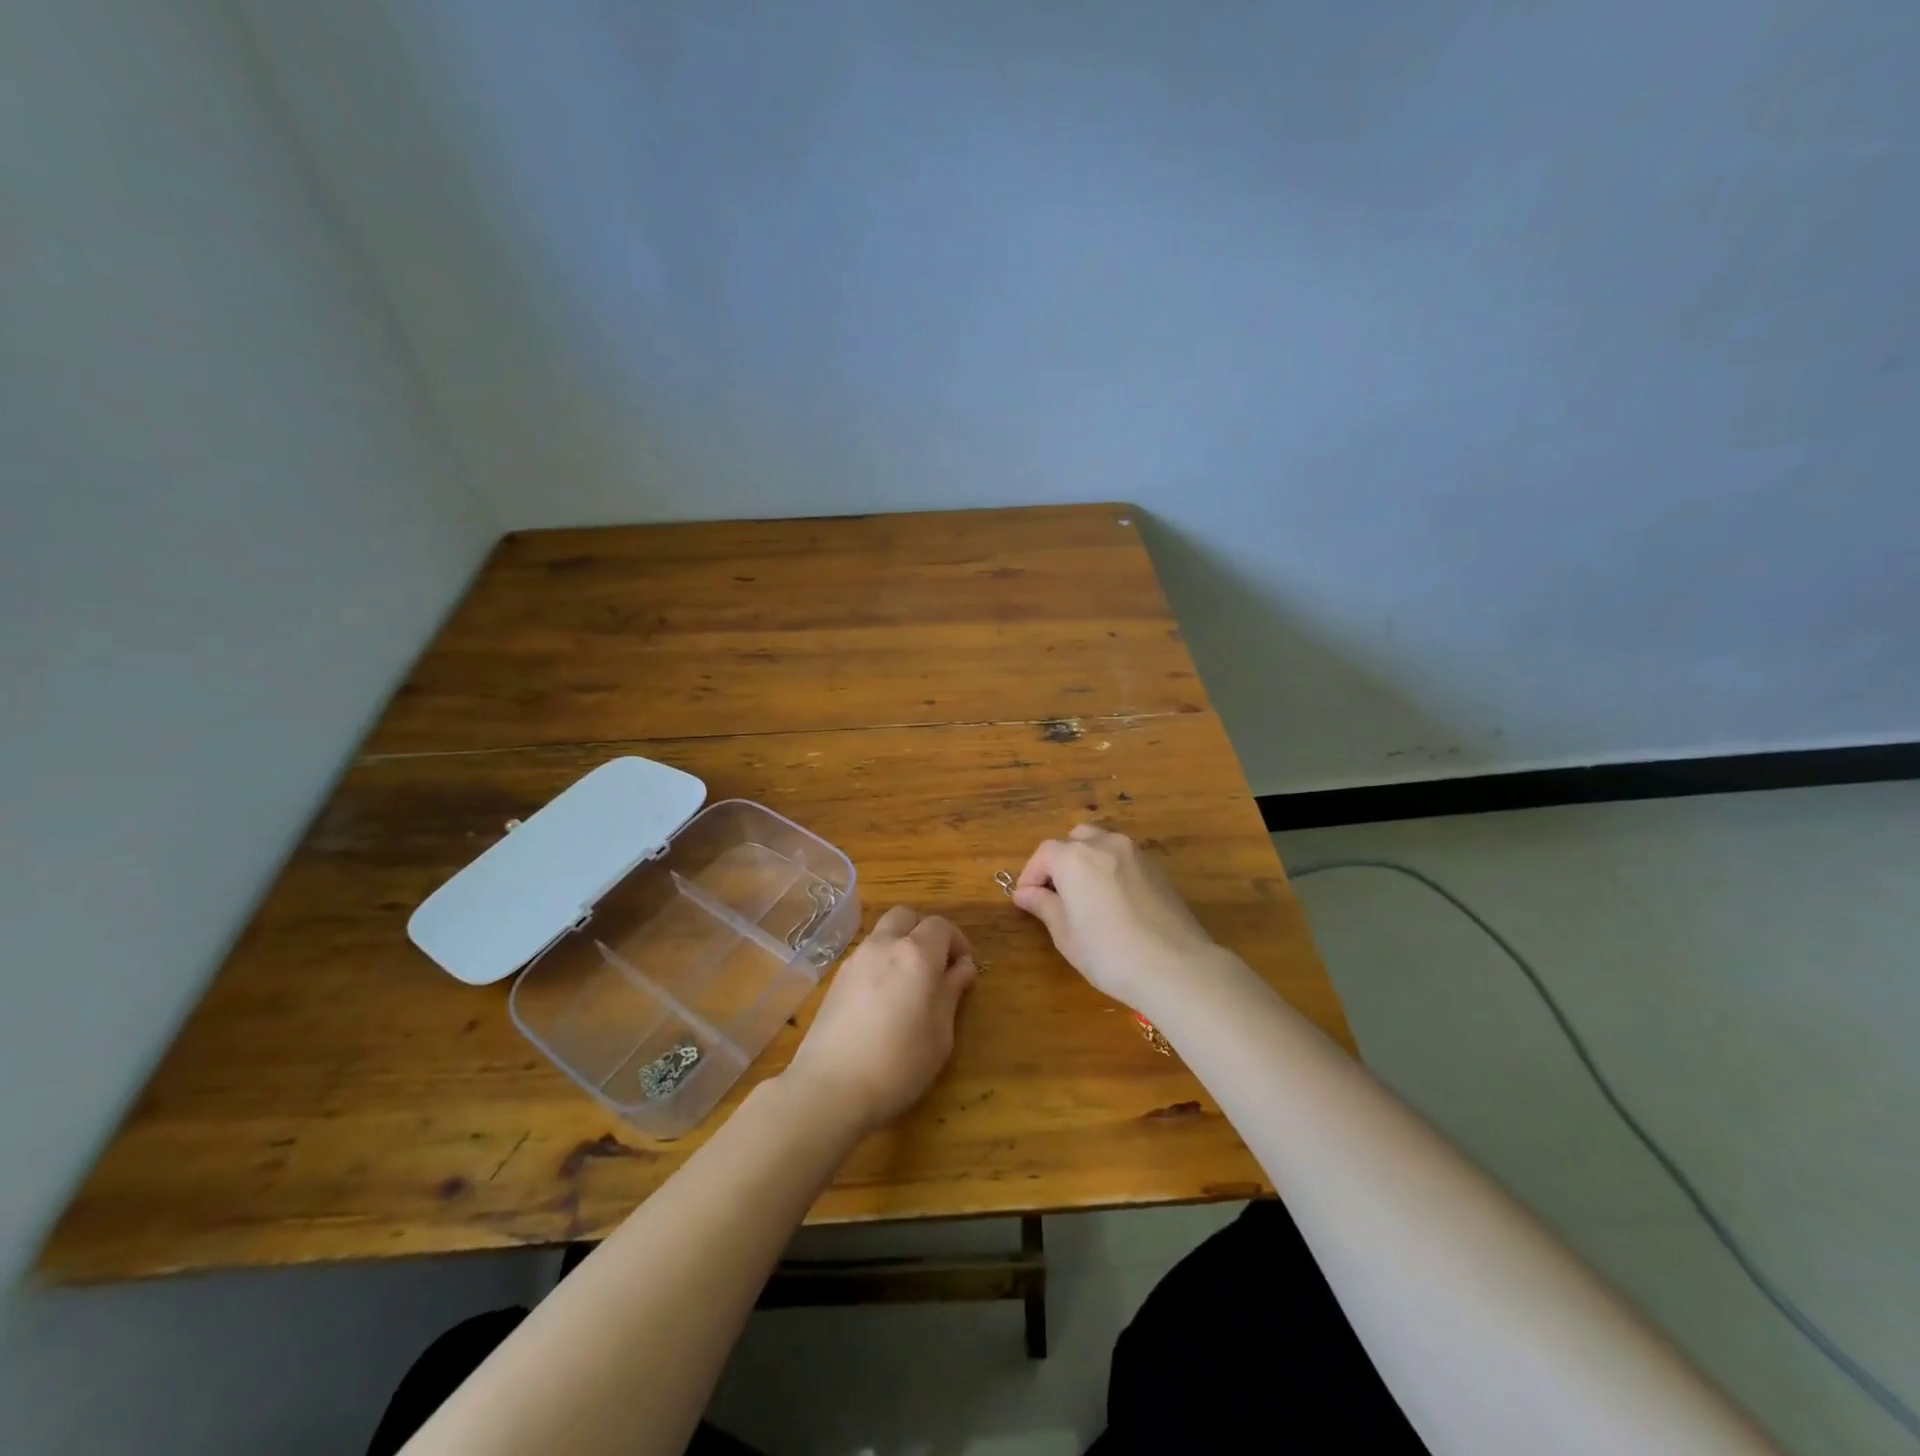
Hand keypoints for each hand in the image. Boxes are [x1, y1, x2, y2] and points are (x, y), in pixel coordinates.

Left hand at [779, 905, 978, 1135]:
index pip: (941, 926)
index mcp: (916, 954)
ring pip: (883, 932)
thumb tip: (962, 967)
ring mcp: (856, 959)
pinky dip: (881, 962)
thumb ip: (952, 992)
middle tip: (936, 965)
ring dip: (901, 944)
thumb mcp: (940, 1033)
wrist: (830, 1087)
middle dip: (925, 932)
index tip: (964, 969)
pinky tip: (883, 998)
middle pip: (907, 916)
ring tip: (909, 983)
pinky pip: (866, 955)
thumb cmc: (899, 1063)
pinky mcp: (837, 978)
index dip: (957, 942)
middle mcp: (884, 945)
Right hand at [1013, 825, 1224, 1011]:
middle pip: (1074, 840)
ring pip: (1102, 844)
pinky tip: (1115, 901)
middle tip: (1056, 894)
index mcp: (1075, 857)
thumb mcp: (1066, 934)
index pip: (1044, 854)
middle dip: (1060, 862)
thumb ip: (1043, 906)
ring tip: (1086, 896)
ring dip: (1087, 861)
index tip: (1026, 900)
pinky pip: (1125, 858)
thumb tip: (1024, 893)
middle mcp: (1105, 844)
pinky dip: (1112, 869)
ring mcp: (1136, 853)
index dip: (1031, 875)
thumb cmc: (1109, 954)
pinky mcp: (1158, 868)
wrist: (1176, 967)